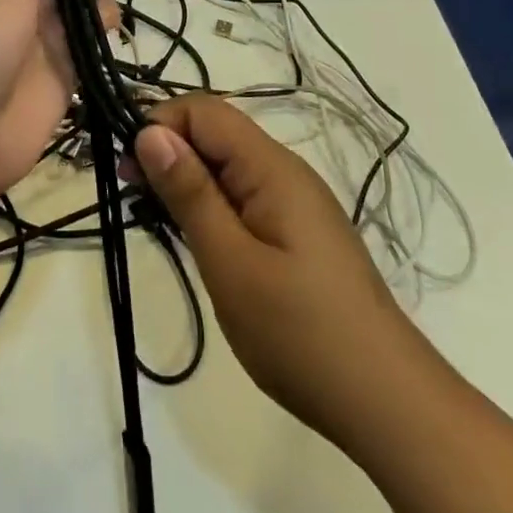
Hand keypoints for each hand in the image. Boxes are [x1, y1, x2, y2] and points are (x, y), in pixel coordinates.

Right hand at [135, 96, 434, 452]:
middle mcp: (285, 171)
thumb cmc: (300, 332)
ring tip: (157, 220)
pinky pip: (244, 196)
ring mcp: (295, 202)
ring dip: (187, 181)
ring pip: (227, 167)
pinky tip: (198, 239)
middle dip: (169, 152)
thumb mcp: (230, 262)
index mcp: (272, 167)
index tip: (127, 167)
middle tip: (133, 197)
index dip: (161, 124)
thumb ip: (189, 193)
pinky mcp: (298, 232)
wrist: (385, 401)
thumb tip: (149, 131)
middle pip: (216, 134)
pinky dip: (212, 206)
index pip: (205, 111)